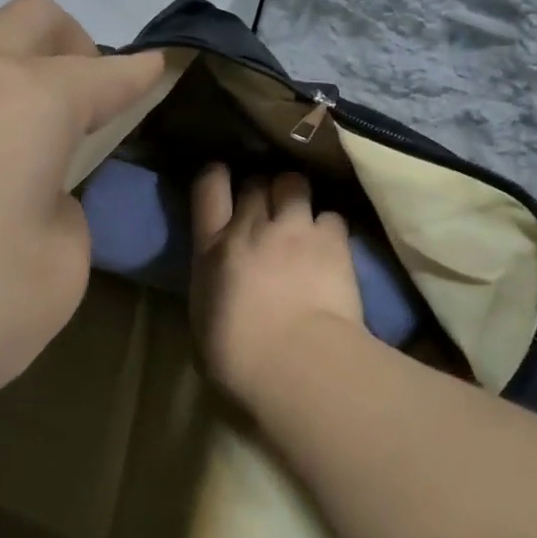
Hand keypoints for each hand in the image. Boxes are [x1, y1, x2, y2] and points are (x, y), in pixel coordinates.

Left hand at [0, 0, 165, 442]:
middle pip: (32, 22)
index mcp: (26, 100)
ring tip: (12, 175)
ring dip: (10, 92)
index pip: (104, 72)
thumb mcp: (56, 275)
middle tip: (88, 112)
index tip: (163, 68)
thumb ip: (61, 218)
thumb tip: (26, 198)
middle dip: (76, 49)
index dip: (142, 72)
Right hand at [189, 164, 366, 403]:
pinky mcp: (332, 241)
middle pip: (256, 181)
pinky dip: (329, 225)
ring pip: (294, 183)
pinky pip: (331, 215)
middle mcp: (252, 226)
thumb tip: (220, 284)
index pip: (208, 186)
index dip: (216, 175)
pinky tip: (331, 242)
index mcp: (213, 247)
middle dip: (261, 188)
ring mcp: (294, 229)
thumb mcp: (204, 318)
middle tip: (267, 207)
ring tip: (301, 213)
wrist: (295, 362)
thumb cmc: (237, 357)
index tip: (221, 177)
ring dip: (295, 194)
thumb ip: (212, 286)